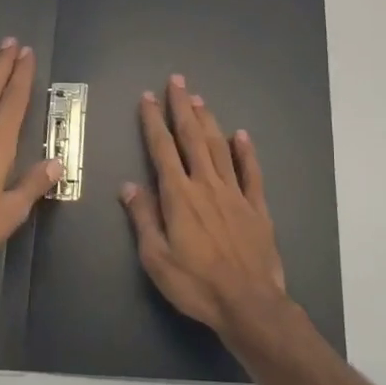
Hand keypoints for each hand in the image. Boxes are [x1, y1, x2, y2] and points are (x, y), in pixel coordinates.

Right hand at [120, 74, 287, 336]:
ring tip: (199, 99)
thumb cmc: (196, 284)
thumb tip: (129, 185)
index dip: (153, 122)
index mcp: (179, 196)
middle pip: (192, 138)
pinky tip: (241, 135)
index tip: (147, 98)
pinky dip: (246, 152)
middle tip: (176, 81)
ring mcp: (235, 194)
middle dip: (181, 107)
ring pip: (220, 148)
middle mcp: (207, 185)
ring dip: (208, 121)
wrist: (248, 303)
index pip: (162, 150)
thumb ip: (144, 218)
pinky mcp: (257, 207)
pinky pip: (251, 172)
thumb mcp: (156, 258)